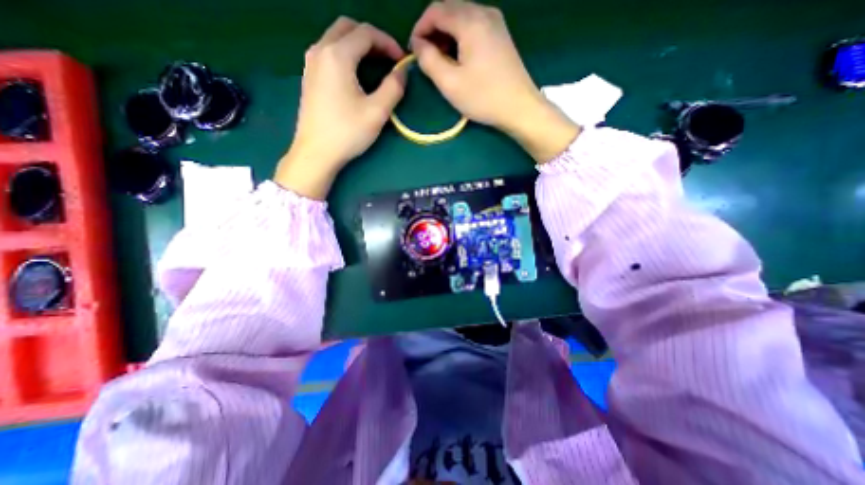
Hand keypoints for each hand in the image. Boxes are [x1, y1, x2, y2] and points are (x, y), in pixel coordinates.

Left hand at [277, 17, 408, 198]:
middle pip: (348, 28)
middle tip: (388, 59)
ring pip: (336, 38)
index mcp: (337, 55)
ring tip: (375, 66)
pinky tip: (355, 76)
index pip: (366, 33)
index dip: (388, 43)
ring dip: (358, 46)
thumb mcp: (377, 112)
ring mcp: (311, 63)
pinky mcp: (309, 77)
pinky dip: (346, 55)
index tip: (402, 61)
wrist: (316, 153)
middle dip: (372, 39)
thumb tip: (402, 72)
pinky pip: (328, 53)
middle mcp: (320, 51)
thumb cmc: (347, 133)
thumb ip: (393, 88)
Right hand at [411, 0, 580, 162]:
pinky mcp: (501, 35)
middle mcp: (484, 12)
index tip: (413, 51)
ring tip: (441, 61)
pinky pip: (474, 27)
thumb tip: (418, 44)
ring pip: (461, 18)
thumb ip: (429, 60)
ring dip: (446, 35)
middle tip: (426, 58)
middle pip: (449, 10)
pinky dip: (460, 38)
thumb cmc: (483, 97)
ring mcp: (495, 22)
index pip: (435, 10)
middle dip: (433, 31)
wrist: (520, 108)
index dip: (419, 28)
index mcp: (470, 21)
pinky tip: (459, 58)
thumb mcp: (450, 83)